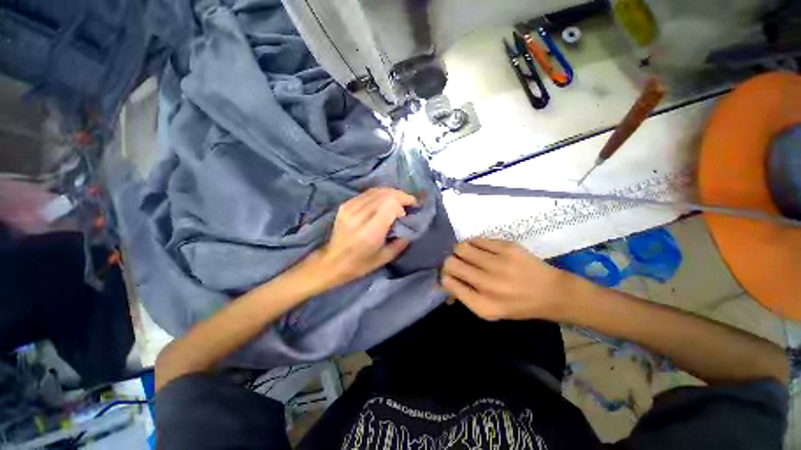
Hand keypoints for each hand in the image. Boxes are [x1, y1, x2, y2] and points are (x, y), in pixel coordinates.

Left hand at [309, 188, 416, 288]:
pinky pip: (367, 193)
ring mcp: (350, 208)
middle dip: (401, 196)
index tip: (409, 212)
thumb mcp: (385, 257)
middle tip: (410, 203)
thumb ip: (401, 241)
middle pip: (385, 194)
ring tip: (400, 201)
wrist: (332, 262)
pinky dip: (380, 194)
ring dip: (392, 193)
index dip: (403, 204)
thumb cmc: (360, 264)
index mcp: (370, 231)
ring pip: (377, 191)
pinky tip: (385, 201)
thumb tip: (412, 226)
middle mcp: (359, 216)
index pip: (390, 204)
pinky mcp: (345, 205)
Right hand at [441, 238, 590, 320]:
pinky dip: (474, 244)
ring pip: (461, 247)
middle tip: (458, 264)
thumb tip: (443, 281)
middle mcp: (488, 284)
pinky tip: (481, 250)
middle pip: (450, 263)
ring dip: (460, 251)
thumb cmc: (517, 304)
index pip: (448, 282)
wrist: (552, 292)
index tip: (450, 275)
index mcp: (483, 304)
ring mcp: (499, 263)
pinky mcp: (507, 247)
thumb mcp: (489, 310)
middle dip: (450, 263)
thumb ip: (464, 296)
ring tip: (470, 255)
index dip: (445, 276)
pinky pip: (477, 239)